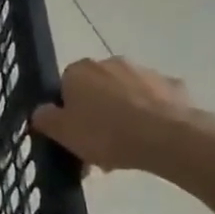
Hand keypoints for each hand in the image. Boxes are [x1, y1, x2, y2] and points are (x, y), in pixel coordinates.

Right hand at [32, 57, 214, 173]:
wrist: (167, 138)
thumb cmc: (106, 133)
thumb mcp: (62, 133)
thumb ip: (44, 119)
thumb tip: (41, 111)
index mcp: (79, 70)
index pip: (64, 88)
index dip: (68, 113)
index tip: (74, 136)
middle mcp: (110, 62)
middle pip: (96, 90)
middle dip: (96, 114)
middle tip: (98, 147)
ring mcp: (145, 72)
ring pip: (125, 96)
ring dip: (122, 116)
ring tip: (125, 151)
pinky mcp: (173, 86)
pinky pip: (154, 103)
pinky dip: (150, 117)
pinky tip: (151, 141)